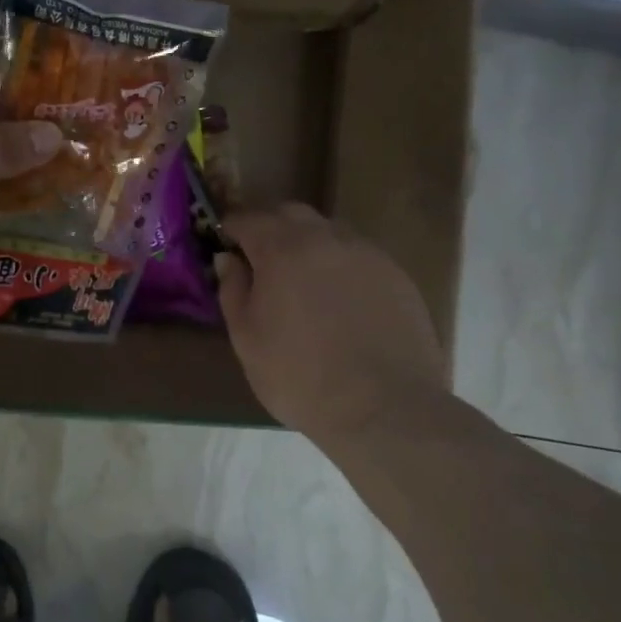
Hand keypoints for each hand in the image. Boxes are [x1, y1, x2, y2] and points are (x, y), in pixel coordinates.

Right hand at [216, 204, 447, 448]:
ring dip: (308, 244)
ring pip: (328, 232)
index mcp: (283, 249)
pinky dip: (339, 266)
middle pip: (291, 214)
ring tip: (302, 282)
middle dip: (270, 228)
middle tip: (260, 260)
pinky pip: (357, 256)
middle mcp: (326, 238)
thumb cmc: (300, 376)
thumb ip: (233, 290)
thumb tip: (228, 260)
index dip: (231, 228)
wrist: (384, 408)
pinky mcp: (396, 275)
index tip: (224, 244)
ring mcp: (367, 254)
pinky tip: (339, 301)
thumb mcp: (247, 339)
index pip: (248, 219)